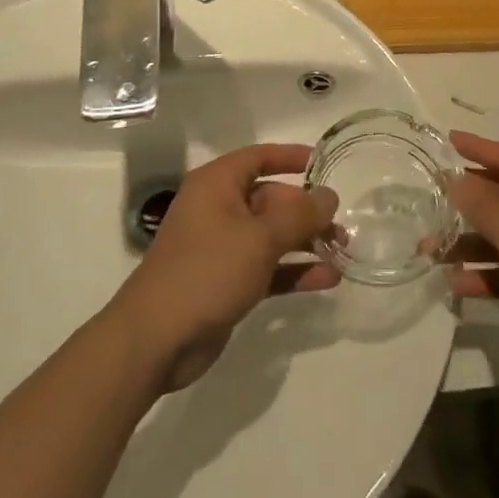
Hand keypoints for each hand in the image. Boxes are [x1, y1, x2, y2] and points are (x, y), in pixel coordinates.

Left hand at [105, 144, 337, 392]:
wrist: (156, 340)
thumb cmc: (207, 271)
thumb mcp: (260, 238)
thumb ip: (300, 215)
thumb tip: (330, 196)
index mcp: (217, 185)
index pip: (259, 157)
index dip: (291, 157)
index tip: (323, 163)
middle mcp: (218, 209)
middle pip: (271, 199)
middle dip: (307, 211)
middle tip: (341, 226)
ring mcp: (222, 248)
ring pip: (272, 235)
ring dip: (306, 242)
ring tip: (342, 251)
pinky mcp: (227, 282)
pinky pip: (268, 267)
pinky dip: (294, 270)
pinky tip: (327, 279)